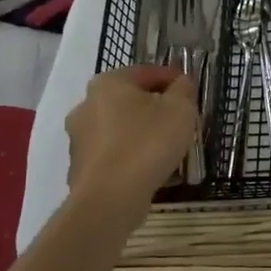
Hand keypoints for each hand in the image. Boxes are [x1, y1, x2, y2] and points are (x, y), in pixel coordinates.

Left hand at [64, 65, 198, 210]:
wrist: (110, 198)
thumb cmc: (148, 144)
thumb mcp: (180, 110)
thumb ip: (184, 90)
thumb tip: (181, 83)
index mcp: (108, 83)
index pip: (146, 72)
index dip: (172, 78)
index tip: (190, 90)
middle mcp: (86, 104)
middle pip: (130, 99)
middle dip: (155, 106)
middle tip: (180, 120)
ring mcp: (79, 137)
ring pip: (119, 127)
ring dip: (141, 131)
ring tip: (166, 147)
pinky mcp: (79, 166)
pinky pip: (112, 152)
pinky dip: (129, 154)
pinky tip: (147, 167)